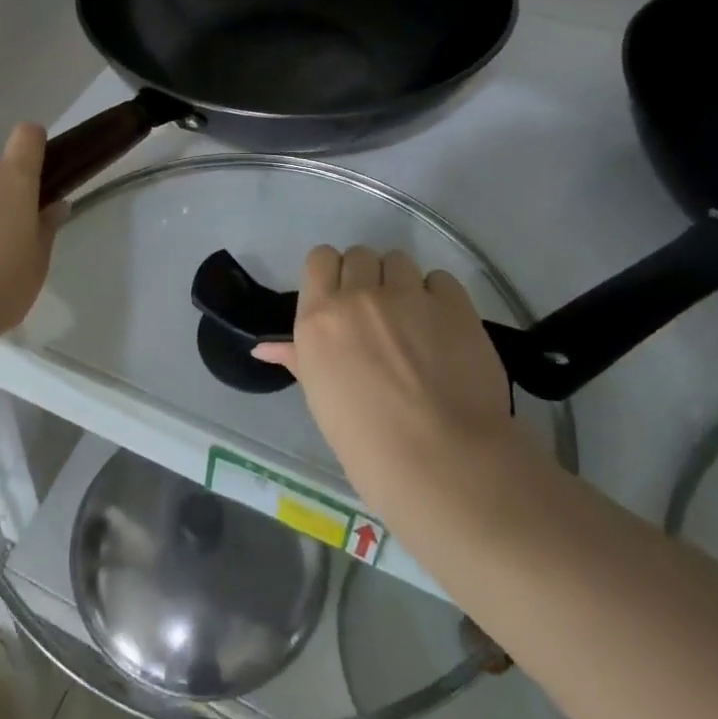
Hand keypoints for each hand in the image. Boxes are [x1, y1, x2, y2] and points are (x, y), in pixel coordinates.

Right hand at [253, 245, 525, 520]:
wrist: (442, 463)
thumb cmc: (367, 446)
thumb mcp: (320, 400)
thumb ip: (298, 358)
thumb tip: (265, 348)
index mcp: (318, 318)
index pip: (319, 258)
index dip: (332, 274)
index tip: (342, 300)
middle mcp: (359, 296)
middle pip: (360, 255)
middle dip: (367, 277)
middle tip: (379, 316)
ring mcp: (407, 294)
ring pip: (399, 260)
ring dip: (401, 283)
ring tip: (414, 321)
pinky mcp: (452, 302)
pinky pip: (439, 278)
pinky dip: (439, 296)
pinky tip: (444, 329)